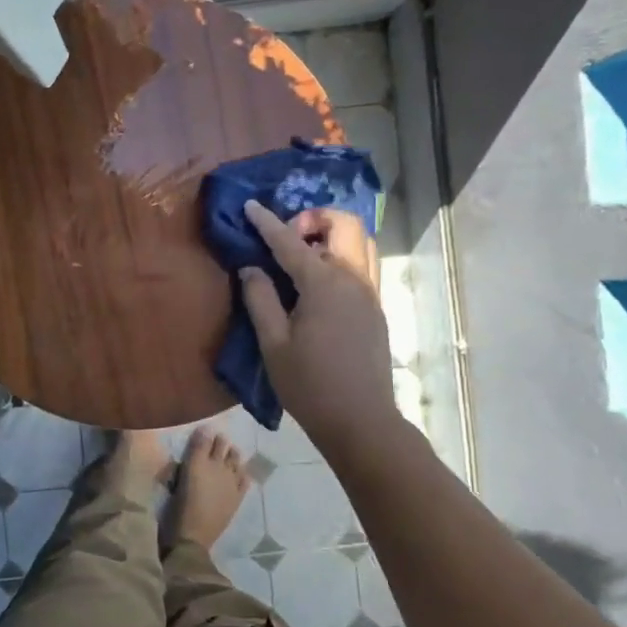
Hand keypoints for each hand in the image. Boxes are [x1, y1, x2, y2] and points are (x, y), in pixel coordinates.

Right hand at [239, 201, 400, 454]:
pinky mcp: (375, 309)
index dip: (267, 222)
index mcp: (324, 284)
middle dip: (314, 218)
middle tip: (288, 237)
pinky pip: (363, 263)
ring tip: (304, 255)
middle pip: (344, 224)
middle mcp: (353, 279)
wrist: (359, 419)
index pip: (290, 242)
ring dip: (332, 235)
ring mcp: (369, 293)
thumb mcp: (273, 344)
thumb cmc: (309, 385)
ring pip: (360, 241)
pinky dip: (342, 254)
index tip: (250, 207)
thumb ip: (260, 299)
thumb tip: (251, 268)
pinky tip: (319, 281)